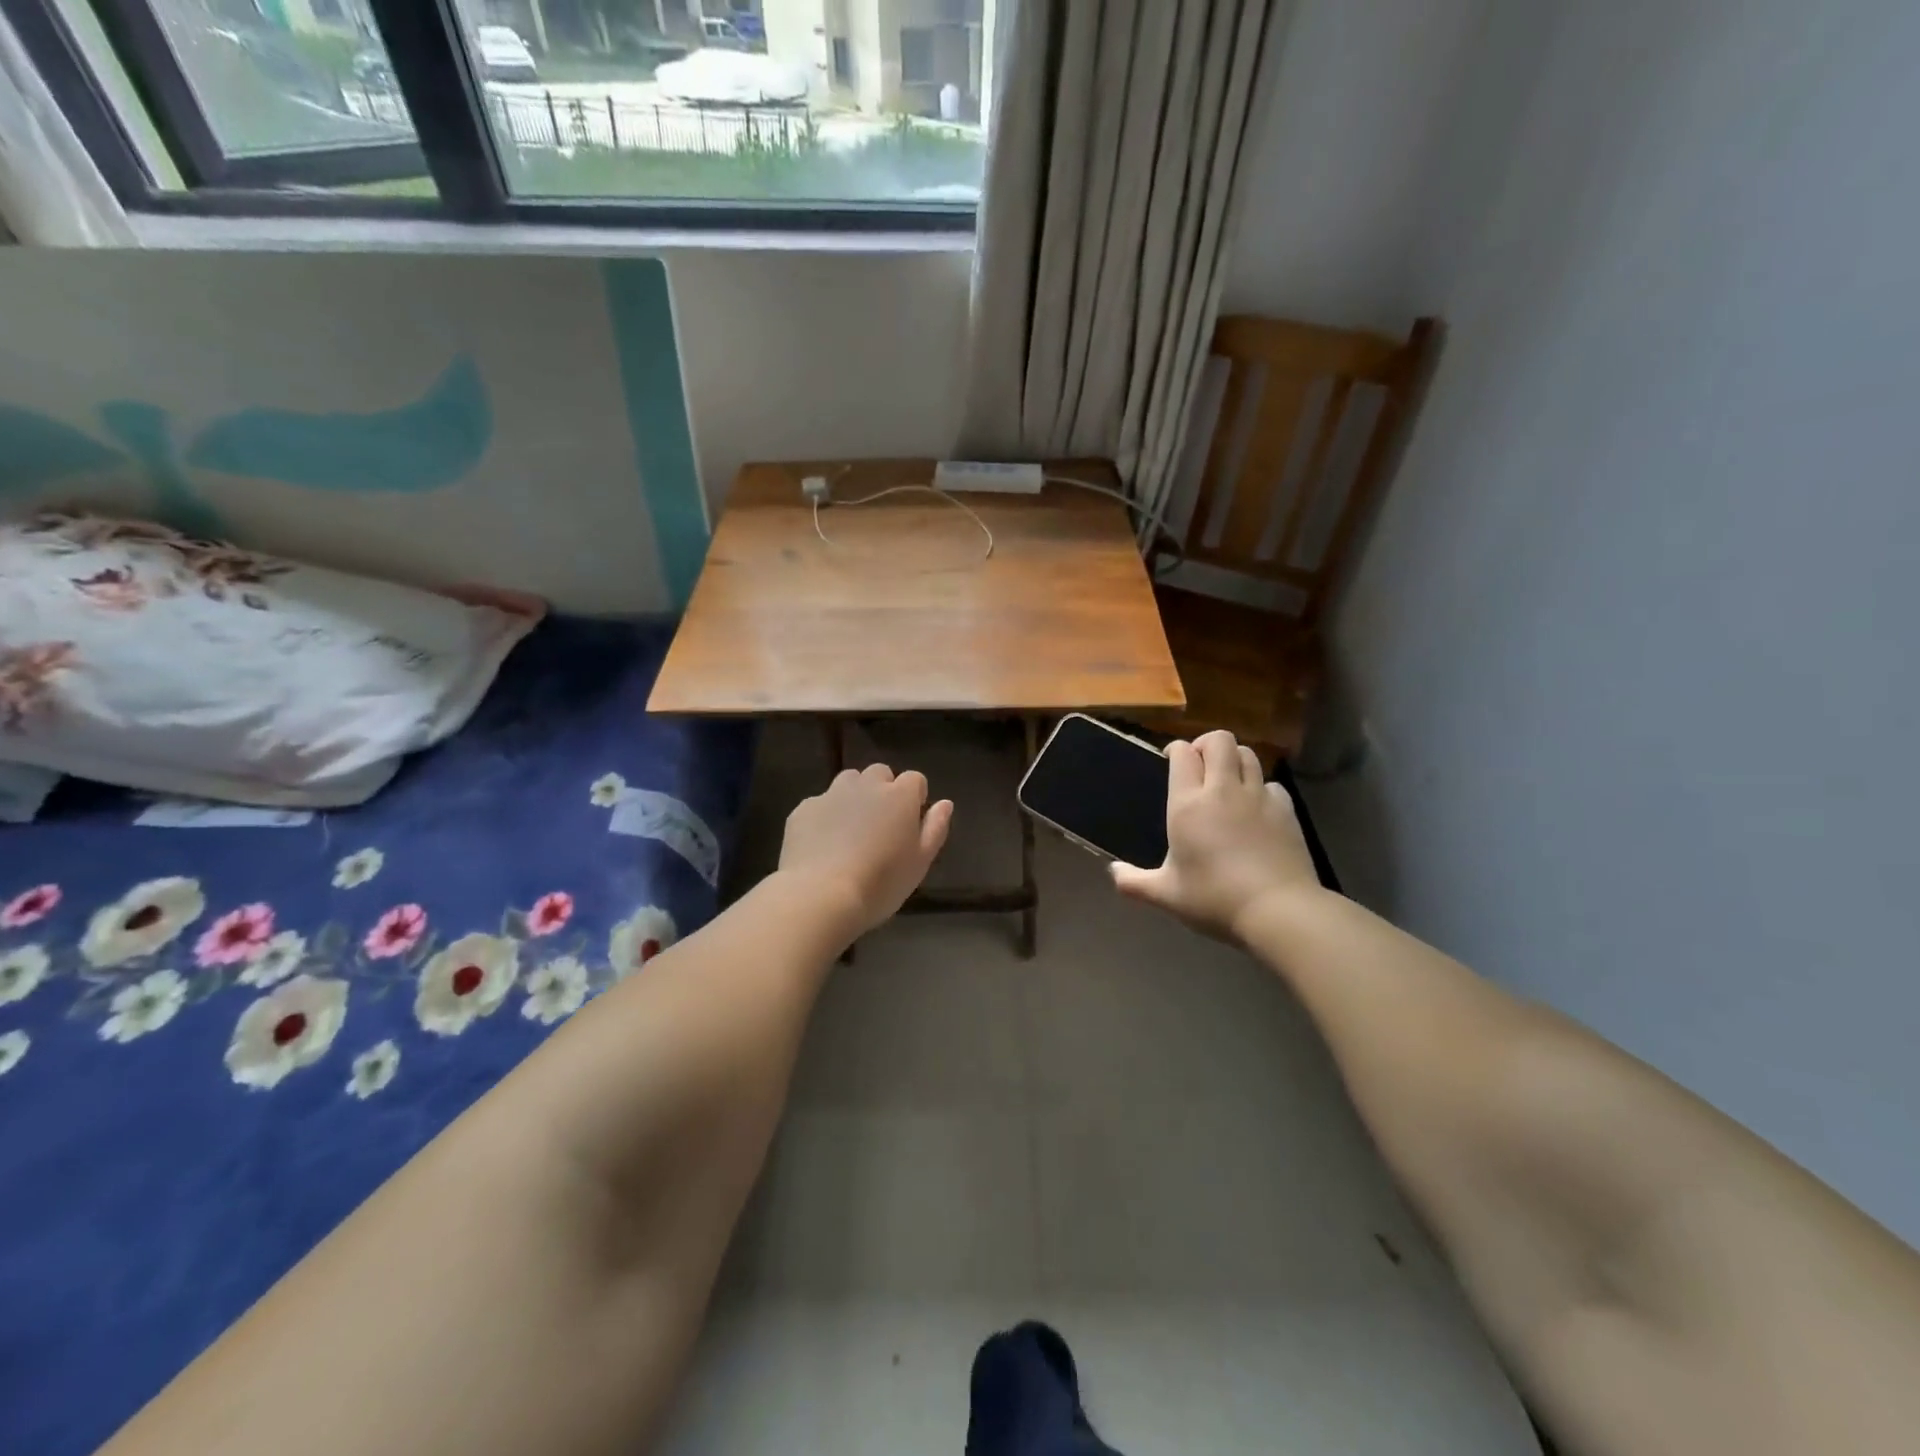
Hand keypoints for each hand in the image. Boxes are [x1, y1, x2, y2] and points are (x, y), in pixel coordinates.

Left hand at [779, 763, 953, 939]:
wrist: (820, 895)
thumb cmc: (881, 883)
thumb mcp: (920, 862)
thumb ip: (935, 828)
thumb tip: (945, 803)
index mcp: (899, 796)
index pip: (915, 779)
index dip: (915, 798)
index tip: (911, 822)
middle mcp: (866, 785)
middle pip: (880, 773)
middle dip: (883, 790)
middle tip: (881, 825)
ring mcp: (831, 794)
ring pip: (848, 782)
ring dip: (854, 796)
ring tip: (851, 829)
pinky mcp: (804, 809)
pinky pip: (820, 804)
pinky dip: (825, 816)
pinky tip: (823, 844)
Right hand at [1110, 730, 1321, 941]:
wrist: (1278, 910)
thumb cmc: (1214, 899)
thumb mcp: (1166, 895)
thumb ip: (1134, 883)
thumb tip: (1113, 873)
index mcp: (1188, 804)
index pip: (1182, 754)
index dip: (1175, 750)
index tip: (1170, 760)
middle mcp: (1223, 790)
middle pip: (1219, 740)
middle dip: (1206, 744)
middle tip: (1199, 765)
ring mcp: (1258, 797)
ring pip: (1247, 754)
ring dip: (1234, 759)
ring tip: (1227, 780)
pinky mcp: (1286, 810)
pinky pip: (1271, 783)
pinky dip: (1260, 787)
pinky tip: (1256, 808)